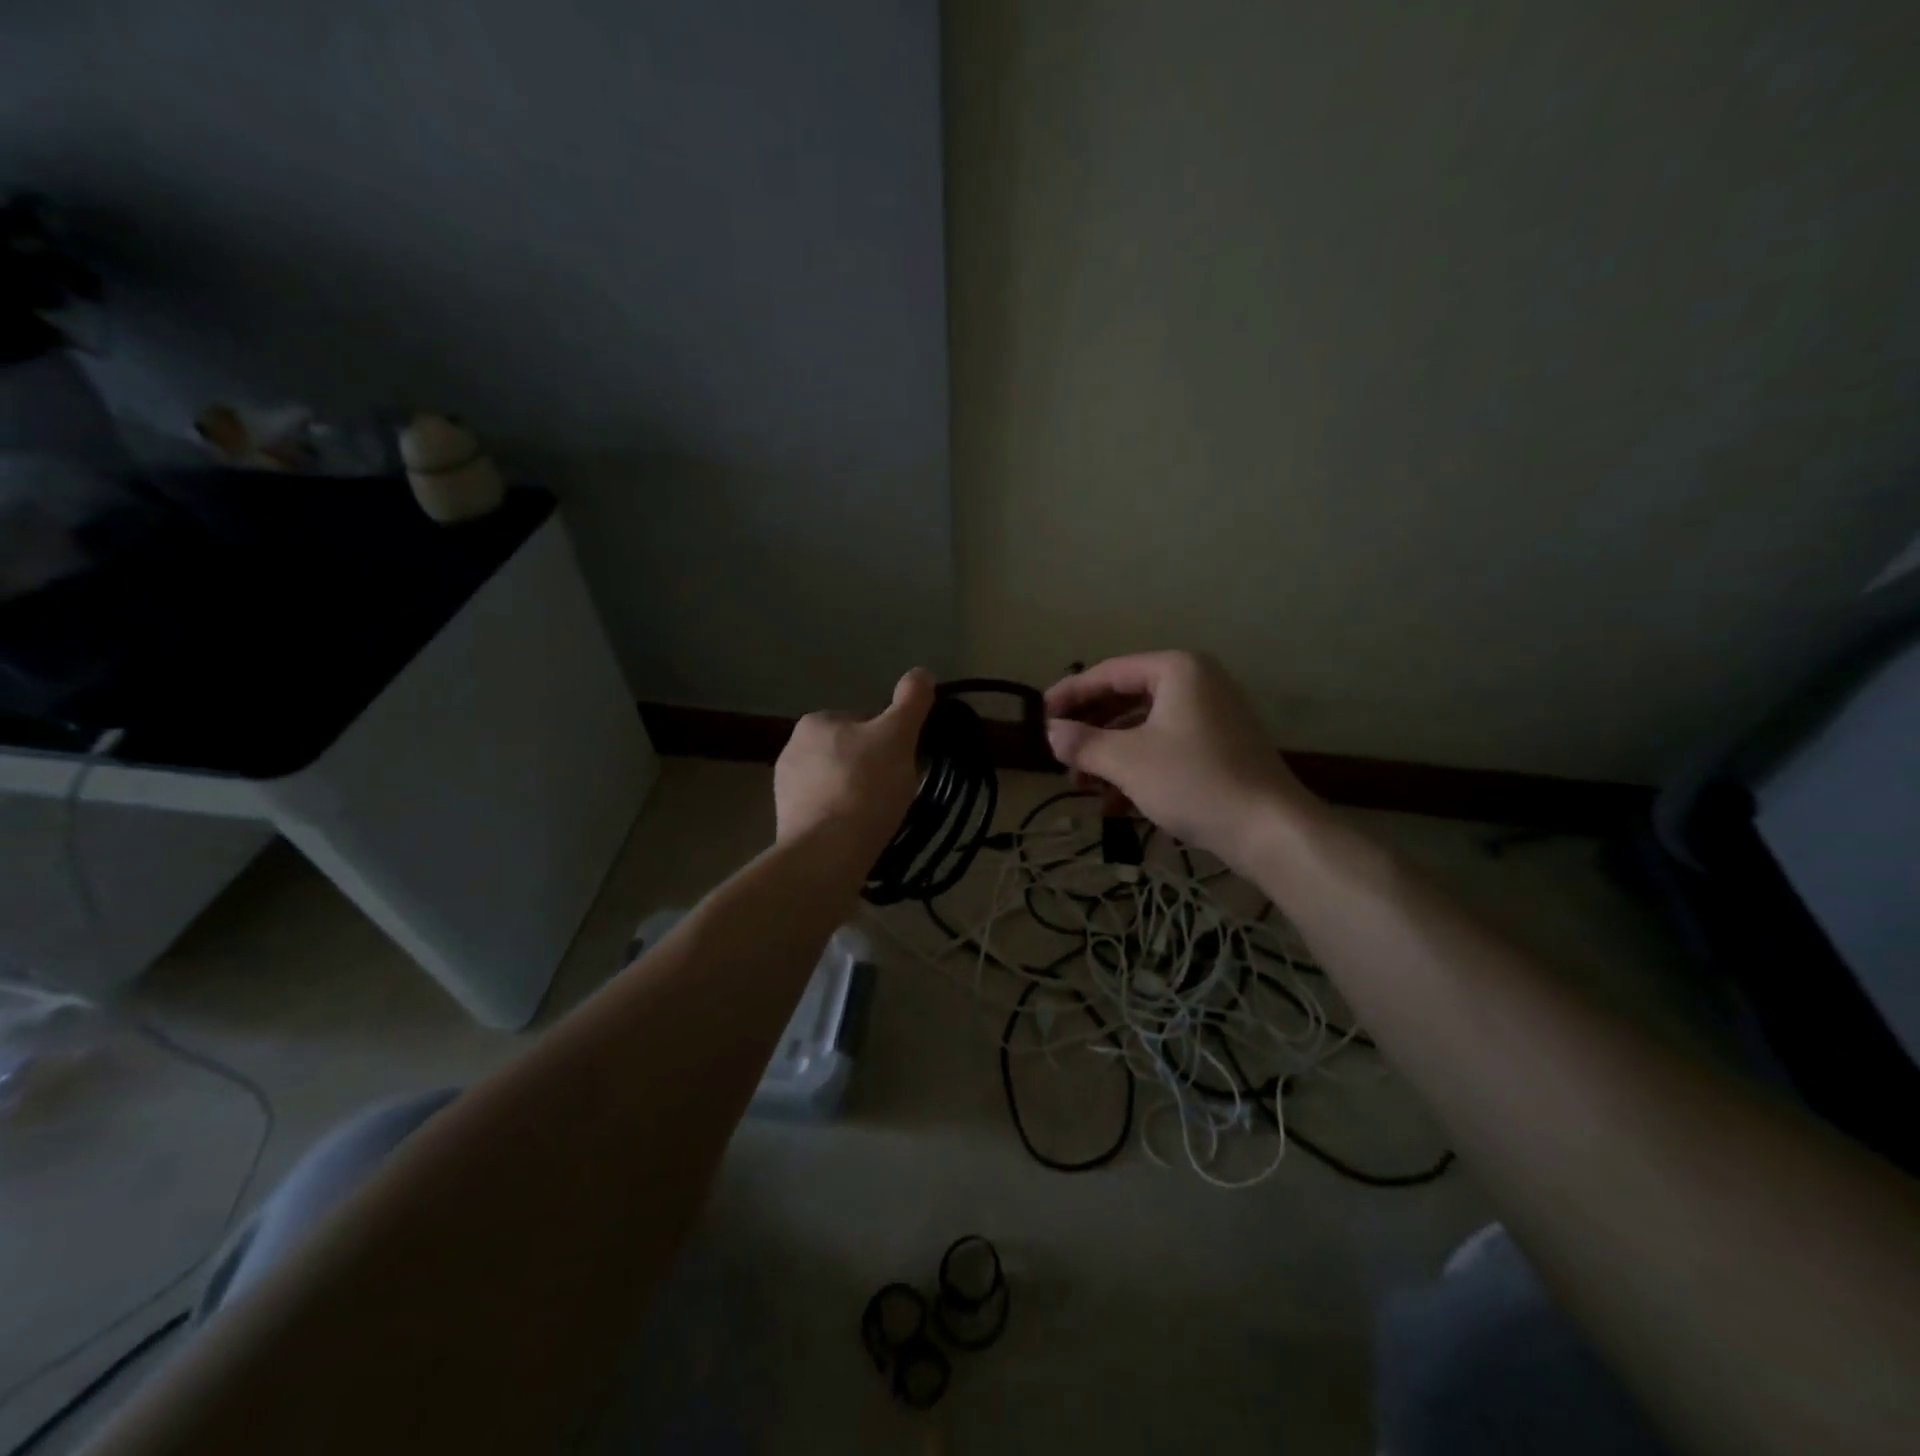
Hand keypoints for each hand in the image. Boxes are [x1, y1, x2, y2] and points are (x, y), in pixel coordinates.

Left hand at [774, 668, 934, 855]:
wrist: (828, 851)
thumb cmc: (864, 785)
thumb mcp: (898, 736)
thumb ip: (911, 701)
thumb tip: (921, 672)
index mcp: (815, 722)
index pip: (863, 722)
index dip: (890, 740)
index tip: (906, 762)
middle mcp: (792, 749)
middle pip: (850, 754)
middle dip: (874, 769)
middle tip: (898, 791)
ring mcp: (786, 790)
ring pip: (838, 784)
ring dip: (859, 795)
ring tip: (882, 817)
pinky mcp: (787, 823)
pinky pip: (827, 813)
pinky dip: (845, 819)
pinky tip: (861, 833)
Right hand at [1044, 651, 1321, 867]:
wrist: (1270, 829)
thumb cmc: (1194, 781)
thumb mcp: (1128, 761)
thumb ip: (1083, 743)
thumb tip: (1050, 732)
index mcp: (1177, 670)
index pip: (1109, 673)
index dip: (1070, 694)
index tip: (1040, 716)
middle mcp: (1197, 683)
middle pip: (1126, 700)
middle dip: (1090, 731)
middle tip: (1059, 754)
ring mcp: (1212, 717)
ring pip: (1144, 728)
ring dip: (1109, 755)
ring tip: (1080, 785)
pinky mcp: (1219, 749)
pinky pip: (1166, 748)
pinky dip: (1137, 769)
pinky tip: (1112, 804)